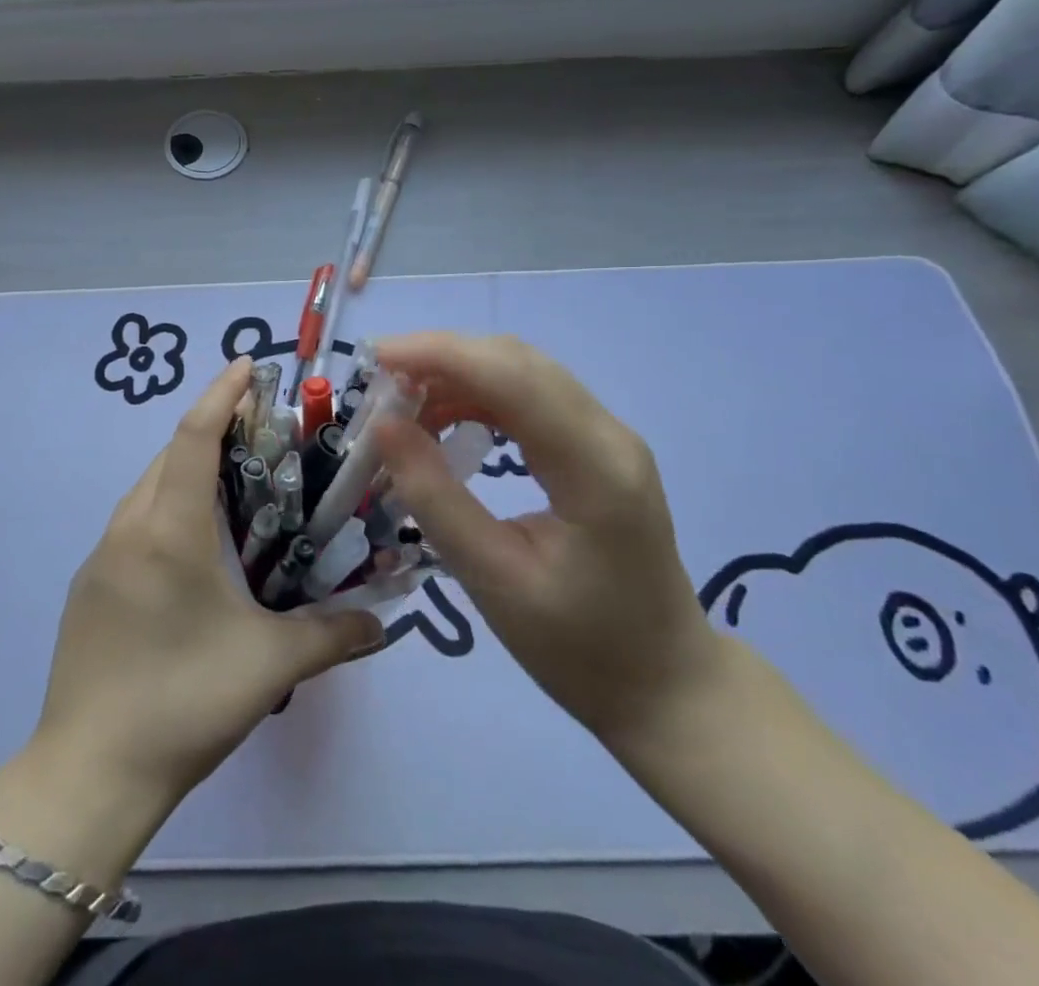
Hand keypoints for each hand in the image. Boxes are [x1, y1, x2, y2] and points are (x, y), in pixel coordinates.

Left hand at [32, 358, 383, 812]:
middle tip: (260, 429)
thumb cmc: (184, 701)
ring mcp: (101, 555)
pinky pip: (133, 522)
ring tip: (234, 481)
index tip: (248, 365)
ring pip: (147, 487)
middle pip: (169, 455)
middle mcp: (129, 527)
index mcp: (169, 529)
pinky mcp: (90, 584)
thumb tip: (382, 624)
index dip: (221, 394)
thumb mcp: (269, 665)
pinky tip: (195, 544)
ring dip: (186, 468)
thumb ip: (332, 635)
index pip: (194, 436)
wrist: (89, 772)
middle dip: (211, 428)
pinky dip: (167, 506)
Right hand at [372, 332, 721, 743]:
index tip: (374, 358)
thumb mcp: (493, 580)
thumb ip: (435, 498)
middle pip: (516, 361)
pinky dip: (477, 395)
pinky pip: (529, 396)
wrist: (664, 684)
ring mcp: (607, 436)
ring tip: (400, 406)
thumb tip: (383, 426)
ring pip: (521, 372)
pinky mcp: (595, 446)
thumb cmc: (579, 648)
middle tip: (378, 384)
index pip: (511, 377)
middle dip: (440, 357)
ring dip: (456, 374)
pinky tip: (442, 421)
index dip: (438, 354)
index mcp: (595, 468)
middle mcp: (608, 434)